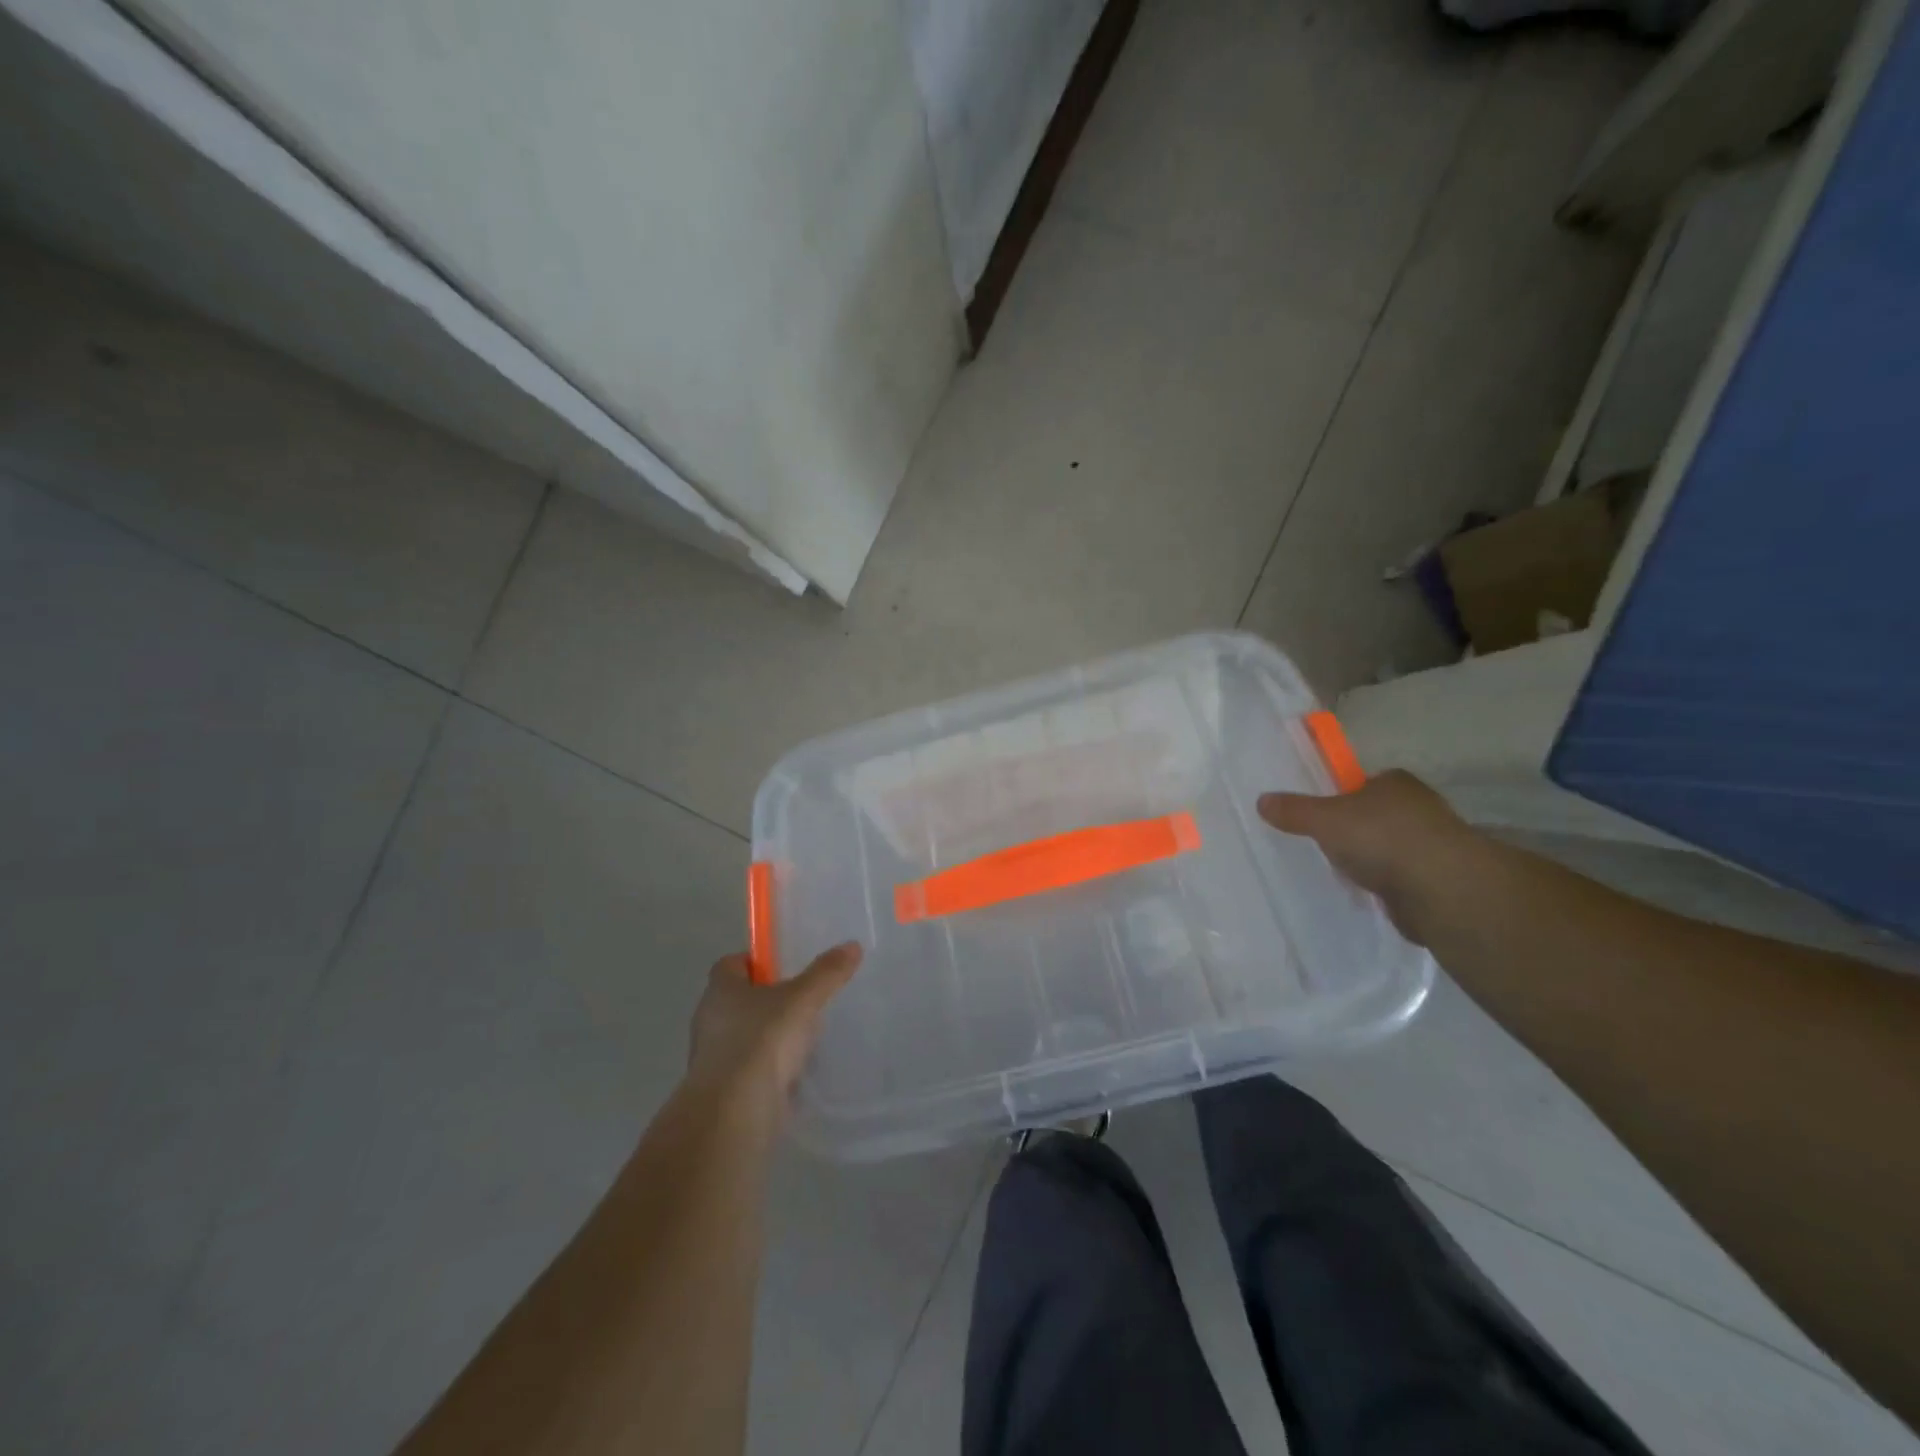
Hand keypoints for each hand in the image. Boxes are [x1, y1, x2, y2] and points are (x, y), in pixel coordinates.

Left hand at [686, 942, 862, 1117]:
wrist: (736, 1113)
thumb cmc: (763, 1041)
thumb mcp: (803, 999)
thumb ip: (827, 973)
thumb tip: (852, 946)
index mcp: (720, 990)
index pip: (732, 964)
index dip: (757, 961)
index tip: (784, 965)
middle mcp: (710, 1020)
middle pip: (740, 1000)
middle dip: (769, 999)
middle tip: (803, 998)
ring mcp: (715, 1059)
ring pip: (746, 1036)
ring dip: (771, 1036)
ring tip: (806, 1036)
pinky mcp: (726, 1091)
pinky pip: (752, 1069)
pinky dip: (771, 1069)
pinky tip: (798, 1072)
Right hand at [1257, 770, 1475, 938]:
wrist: (1439, 890)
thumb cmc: (1380, 838)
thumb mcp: (1323, 819)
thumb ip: (1294, 810)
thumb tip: (1261, 800)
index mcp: (1395, 782)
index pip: (1362, 782)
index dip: (1340, 796)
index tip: (1320, 815)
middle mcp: (1419, 807)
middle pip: (1376, 814)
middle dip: (1354, 830)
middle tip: (1324, 844)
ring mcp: (1432, 844)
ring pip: (1389, 847)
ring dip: (1371, 860)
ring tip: (1341, 873)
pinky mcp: (1438, 879)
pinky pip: (1400, 877)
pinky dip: (1385, 884)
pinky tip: (1366, 894)